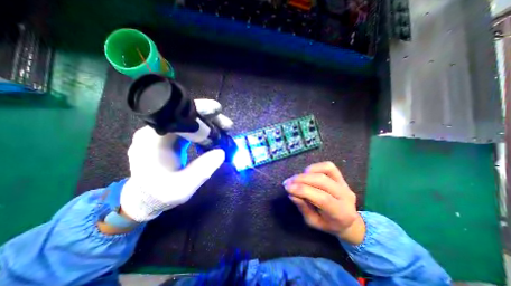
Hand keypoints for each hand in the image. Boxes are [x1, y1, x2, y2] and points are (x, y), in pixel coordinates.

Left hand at [119, 100, 232, 222]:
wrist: (144, 199)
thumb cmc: (160, 195)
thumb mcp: (182, 188)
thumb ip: (201, 170)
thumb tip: (221, 152)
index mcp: (153, 139)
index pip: (177, 115)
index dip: (199, 110)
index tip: (217, 110)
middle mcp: (155, 132)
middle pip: (185, 115)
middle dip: (209, 117)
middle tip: (227, 126)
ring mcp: (162, 134)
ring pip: (188, 121)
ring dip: (208, 123)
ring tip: (225, 130)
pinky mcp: (170, 138)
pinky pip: (189, 128)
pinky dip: (203, 131)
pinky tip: (214, 136)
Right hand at [283, 162, 362, 244]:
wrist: (348, 221)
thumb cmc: (328, 224)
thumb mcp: (313, 222)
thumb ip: (303, 207)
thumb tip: (291, 193)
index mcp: (341, 213)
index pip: (323, 198)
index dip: (303, 190)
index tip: (287, 187)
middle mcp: (346, 196)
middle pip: (322, 181)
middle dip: (301, 179)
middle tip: (287, 182)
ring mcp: (345, 184)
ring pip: (326, 171)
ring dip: (307, 173)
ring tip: (295, 178)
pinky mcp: (341, 177)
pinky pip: (328, 167)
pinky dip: (315, 167)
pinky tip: (306, 173)